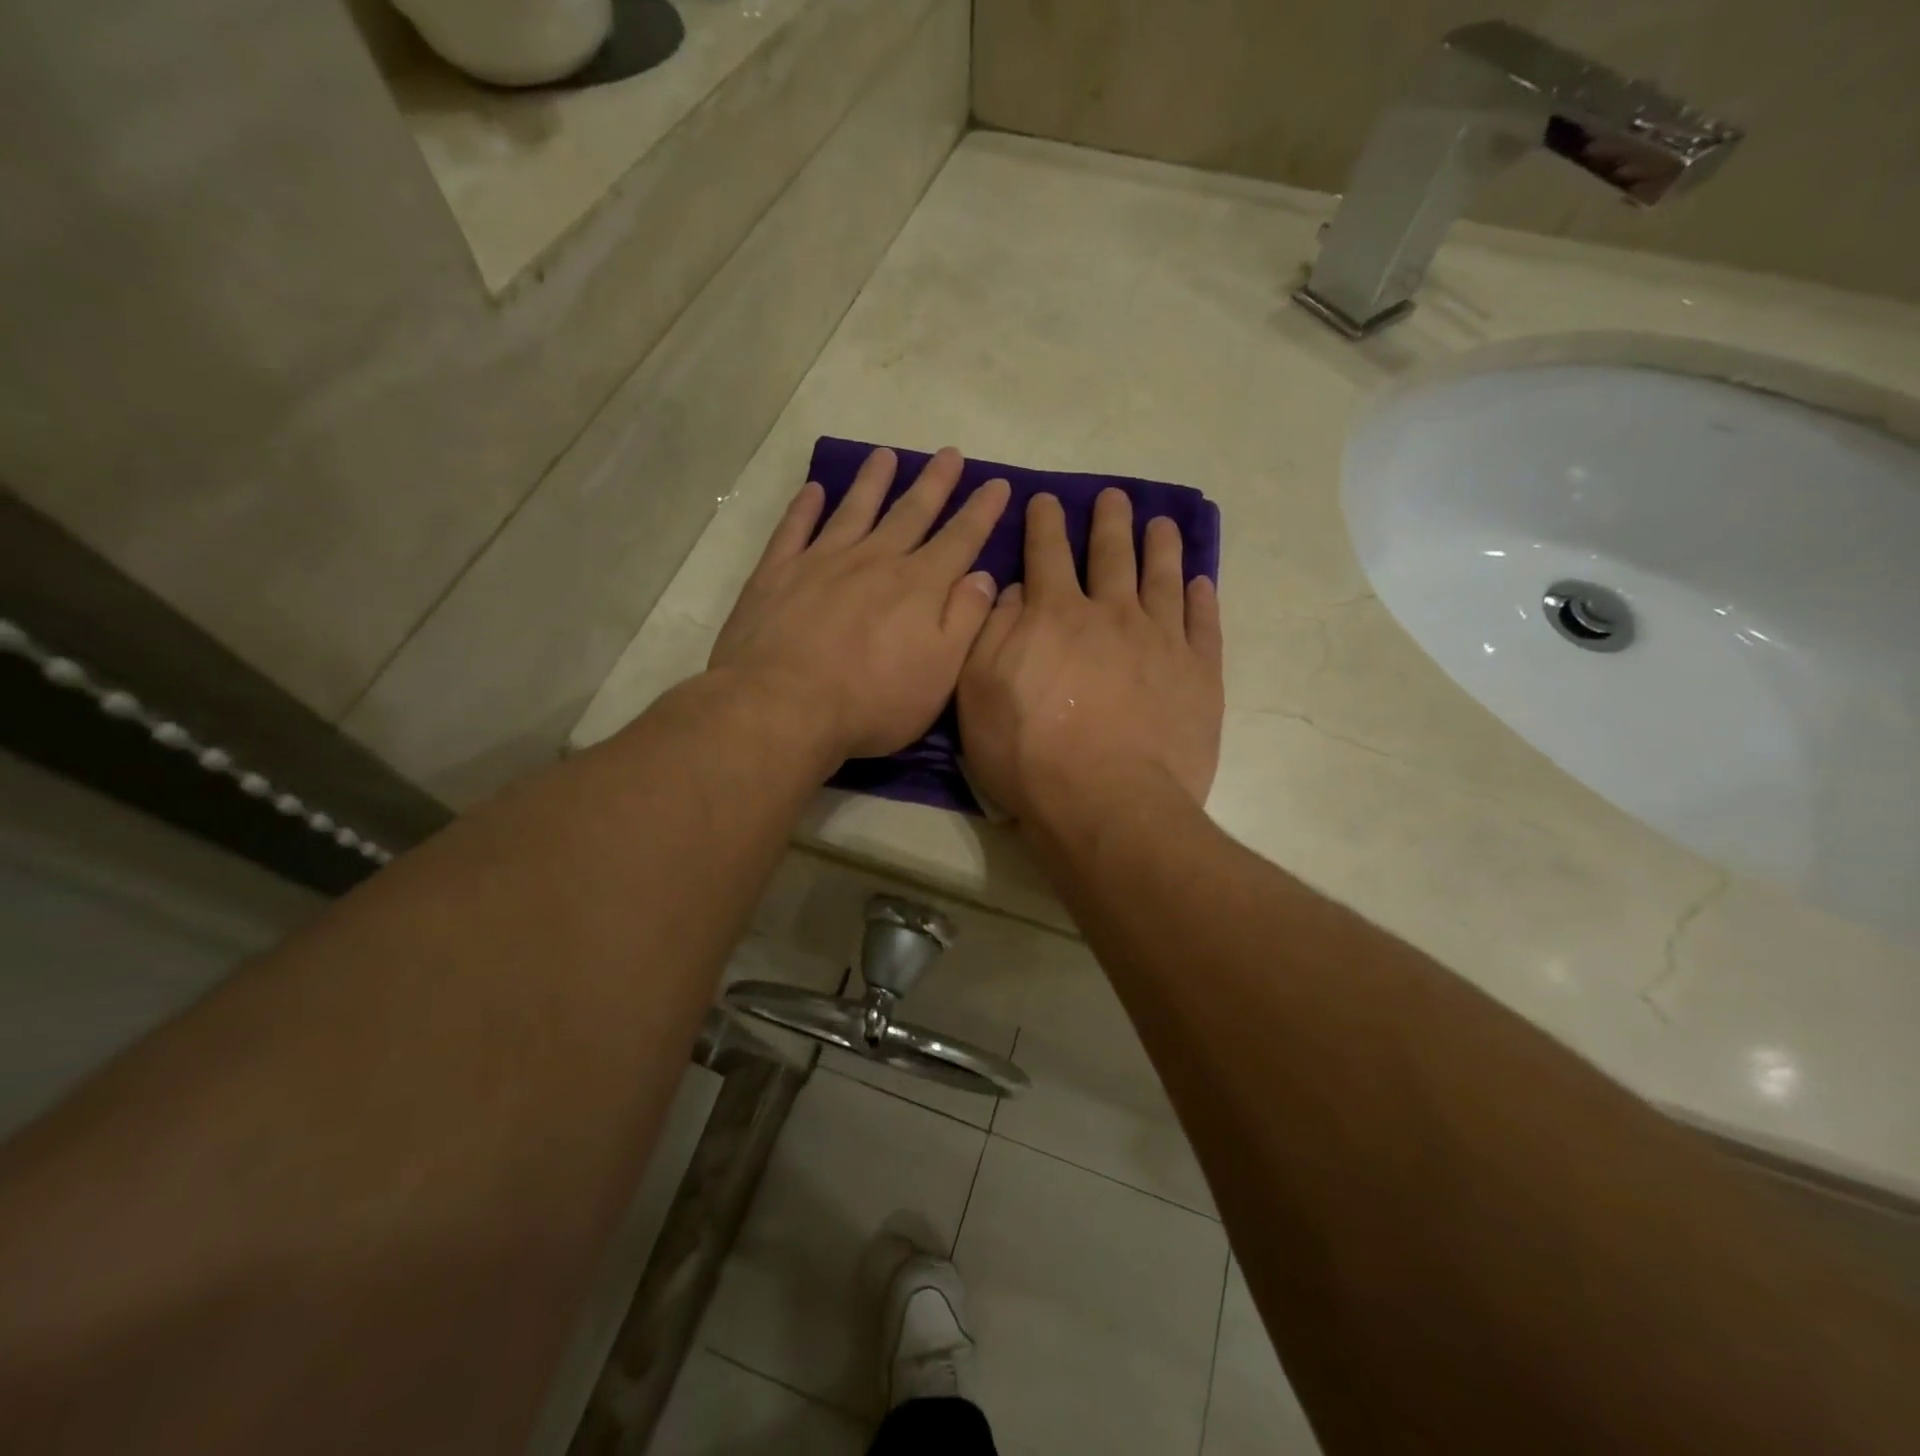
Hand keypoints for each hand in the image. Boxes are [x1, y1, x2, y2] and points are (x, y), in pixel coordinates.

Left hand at [710, 447, 1010, 760]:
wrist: (782, 707)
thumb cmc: (872, 702)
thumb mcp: (940, 674)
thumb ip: (965, 621)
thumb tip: (985, 576)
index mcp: (918, 587)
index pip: (959, 540)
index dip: (982, 512)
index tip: (998, 483)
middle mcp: (874, 562)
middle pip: (910, 514)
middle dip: (934, 483)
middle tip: (949, 453)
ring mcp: (822, 563)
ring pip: (854, 510)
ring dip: (872, 481)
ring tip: (885, 455)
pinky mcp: (777, 574)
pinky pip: (793, 529)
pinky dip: (804, 507)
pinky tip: (813, 490)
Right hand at [958, 488, 1222, 824]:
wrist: (1107, 803)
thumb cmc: (1029, 754)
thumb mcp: (978, 693)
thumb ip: (991, 632)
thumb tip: (1012, 590)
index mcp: (1054, 615)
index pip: (1046, 553)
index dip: (1044, 523)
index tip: (1047, 499)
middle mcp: (1111, 614)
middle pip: (1111, 554)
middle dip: (1110, 521)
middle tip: (1114, 497)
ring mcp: (1162, 641)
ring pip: (1162, 578)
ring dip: (1160, 547)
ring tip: (1162, 524)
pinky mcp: (1200, 674)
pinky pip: (1204, 623)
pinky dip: (1202, 598)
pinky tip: (1201, 583)